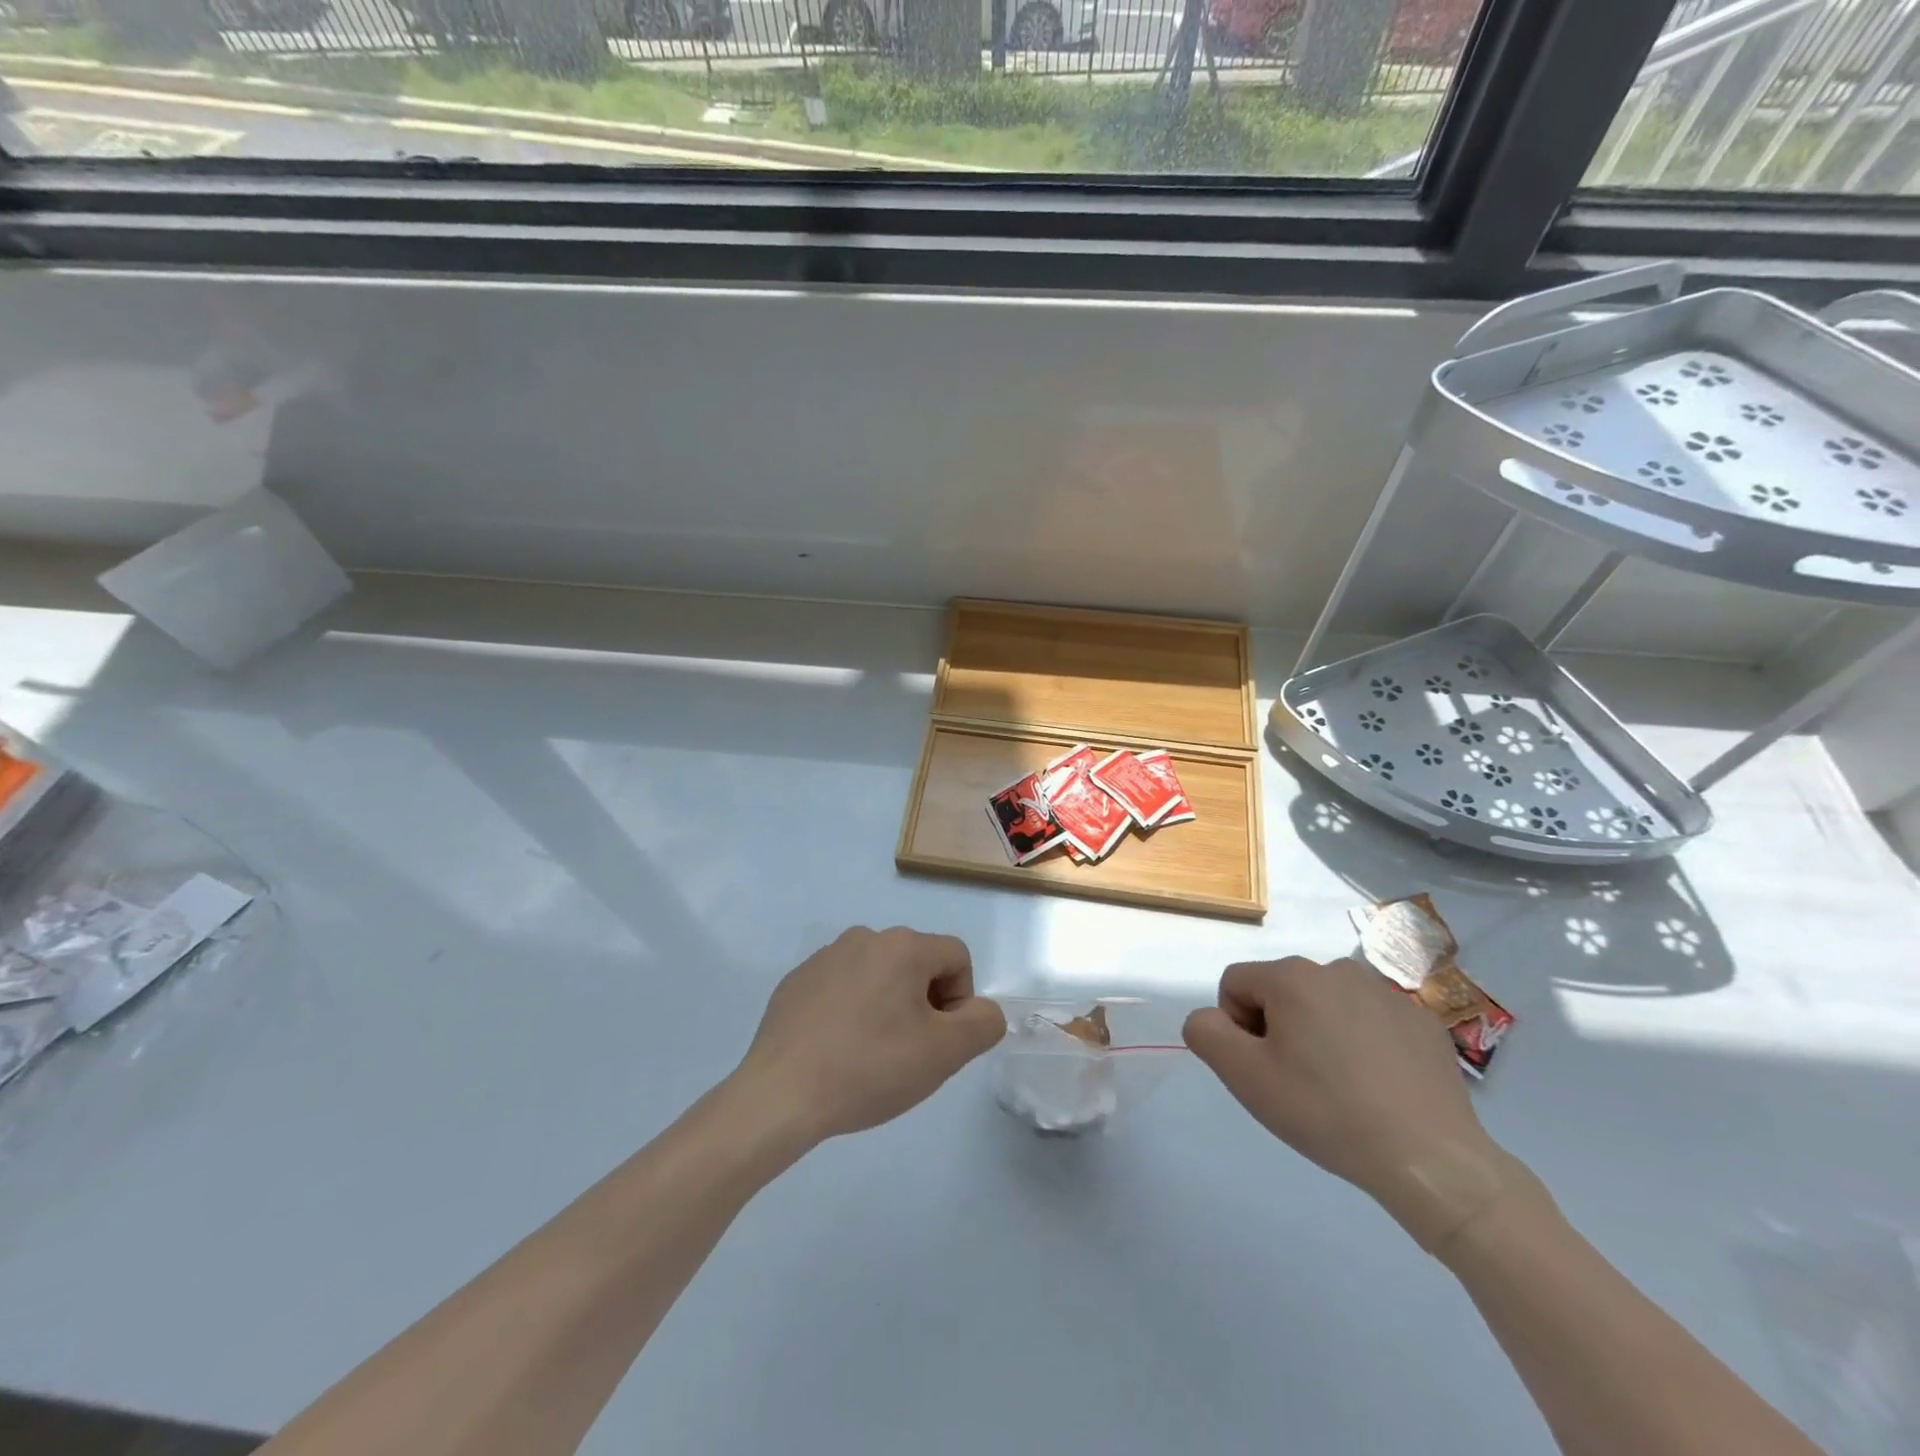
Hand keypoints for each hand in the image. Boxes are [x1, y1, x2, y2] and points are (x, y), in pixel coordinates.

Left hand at [735, 926, 1004, 1143]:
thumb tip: (980, 1010)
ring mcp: (825, 957)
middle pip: (917, 965)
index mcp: (902, 945)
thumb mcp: (945, 1053)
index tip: (937, 1042)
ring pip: (878, 977)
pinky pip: (841, 989)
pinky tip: (836, 1052)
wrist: (780, 1095)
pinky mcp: (796, 982)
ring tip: (869, 1055)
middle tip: (906, 1053)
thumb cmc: (870, 1068)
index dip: (960, 1002)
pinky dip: (849, 1013)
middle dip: (923, 1005)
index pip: (956, 958)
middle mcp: (864, 938)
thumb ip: (983, 1023)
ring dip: (886, 1008)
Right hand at [1184, 957, 1530, 1251]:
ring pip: (1326, 1005)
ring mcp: (1386, 993)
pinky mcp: (1422, 1021)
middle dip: (1278, 1029)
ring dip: (1319, 1033)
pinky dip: (1363, 1045)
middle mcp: (1337, 969)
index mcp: (1292, 976)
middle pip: (1281, 991)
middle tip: (1298, 1082)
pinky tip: (1377, 1087)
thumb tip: (1210, 1018)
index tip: (1263, 1069)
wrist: (1431, 1159)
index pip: (1236, 984)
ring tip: (1339, 1086)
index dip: (1236, 1027)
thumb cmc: (1326, 1111)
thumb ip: (1206, 1032)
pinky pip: (1370, 1021)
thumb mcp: (1244, 1077)